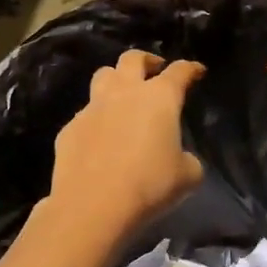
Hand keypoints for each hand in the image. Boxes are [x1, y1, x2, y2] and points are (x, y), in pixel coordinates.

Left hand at [48, 50, 205, 239]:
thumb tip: (180, 157)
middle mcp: (125, 93)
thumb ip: (188, 158)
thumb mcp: (187, 176)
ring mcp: (93, 108)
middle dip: (146, 60)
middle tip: (155, 70)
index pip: (179, 71)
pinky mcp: (70, 128)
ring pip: (103, 76)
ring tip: (123, 96)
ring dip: (116, 80)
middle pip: (132, 58)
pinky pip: (85, 114)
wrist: (92, 207)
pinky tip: (101, 138)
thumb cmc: (149, 185)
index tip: (197, 71)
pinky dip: (96, 119)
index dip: (191, 68)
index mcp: (160, 98)